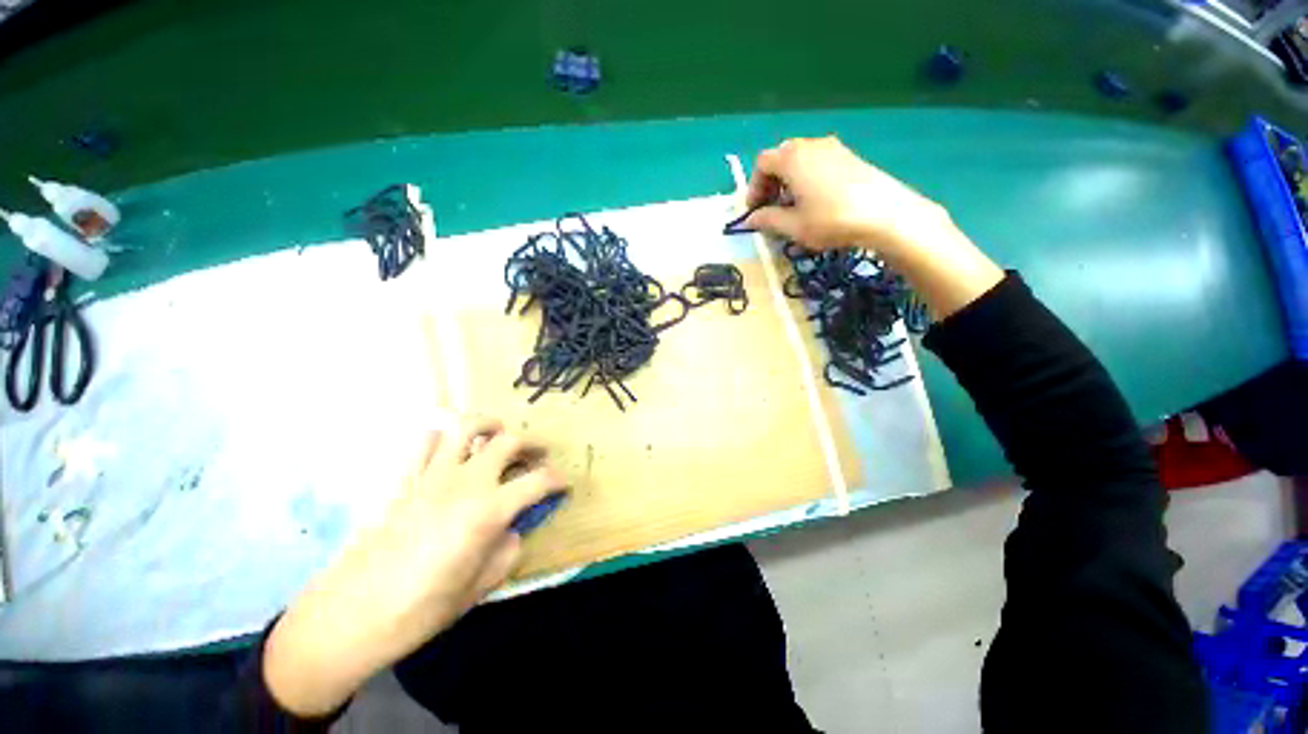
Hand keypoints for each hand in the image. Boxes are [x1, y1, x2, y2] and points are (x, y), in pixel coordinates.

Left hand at [263, 416, 568, 716]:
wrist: (351, 615)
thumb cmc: (420, 609)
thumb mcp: (479, 588)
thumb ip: (506, 551)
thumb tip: (512, 531)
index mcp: (489, 511)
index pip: (539, 481)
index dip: (558, 479)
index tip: (563, 485)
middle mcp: (466, 482)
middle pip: (509, 441)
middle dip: (532, 444)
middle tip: (538, 455)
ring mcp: (432, 475)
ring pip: (466, 427)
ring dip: (490, 426)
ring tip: (497, 435)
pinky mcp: (404, 479)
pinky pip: (426, 442)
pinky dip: (444, 438)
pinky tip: (450, 452)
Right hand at [745, 135, 1003, 318]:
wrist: (886, 214)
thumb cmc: (831, 220)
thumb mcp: (793, 225)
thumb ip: (768, 220)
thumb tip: (750, 219)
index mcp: (793, 158)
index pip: (762, 164)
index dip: (754, 187)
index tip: (755, 210)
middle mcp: (811, 145)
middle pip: (781, 158)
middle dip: (771, 183)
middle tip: (771, 208)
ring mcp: (834, 149)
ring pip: (800, 160)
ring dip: (789, 182)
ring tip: (792, 208)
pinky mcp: (850, 157)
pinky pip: (818, 163)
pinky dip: (807, 179)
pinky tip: (815, 202)